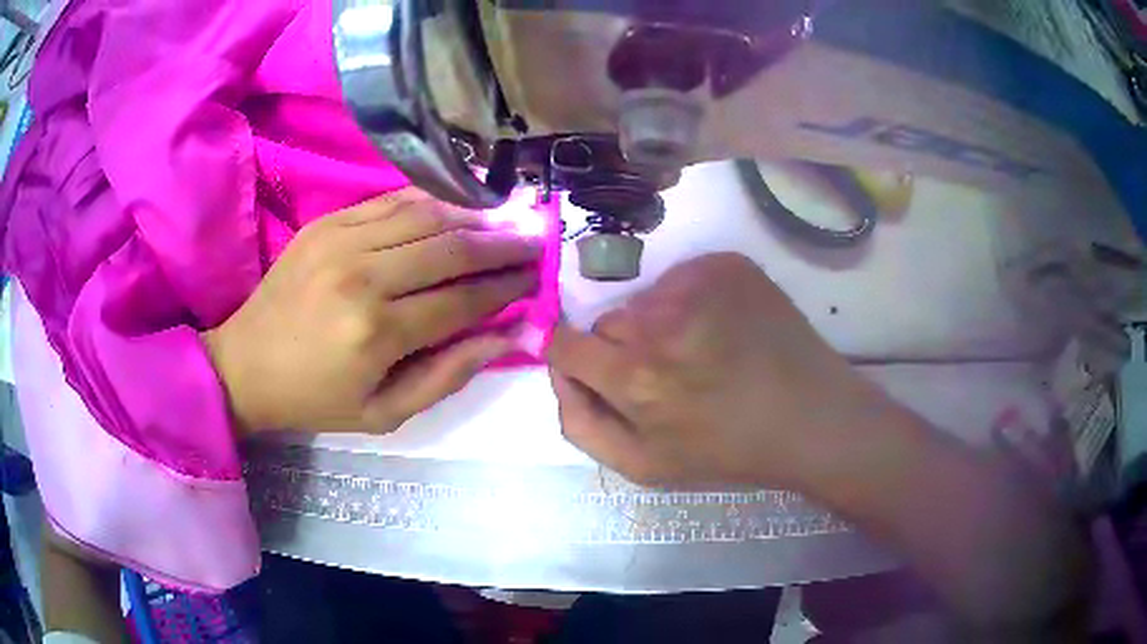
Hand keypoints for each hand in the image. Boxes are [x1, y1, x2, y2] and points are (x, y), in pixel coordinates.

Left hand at [203, 190, 540, 434]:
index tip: (537, 279)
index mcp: (377, 333)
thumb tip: (508, 335)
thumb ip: (449, 375)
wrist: (245, 363)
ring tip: (505, 223)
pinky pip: (392, 200)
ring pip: (427, 214)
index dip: (507, 287)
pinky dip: (432, 202)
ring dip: (474, 217)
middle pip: (452, 248)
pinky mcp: (327, 223)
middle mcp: (363, 276)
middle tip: (535, 242)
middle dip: (503, 244)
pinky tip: (456, 210)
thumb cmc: (316, 399)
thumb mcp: (385, 414)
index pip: (463, 299)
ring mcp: (341, 240)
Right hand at [547, 253, 898, 487]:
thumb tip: (555, 370)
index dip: (573, 355)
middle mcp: (659, 320)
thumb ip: (581, 424)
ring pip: (647, 299)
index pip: (563, 342)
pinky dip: (692, 301)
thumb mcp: (643, 466)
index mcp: (634, 376)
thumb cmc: (726, 451)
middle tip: (670, 376)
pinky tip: (724, 330)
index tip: (593, 367)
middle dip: (624, 348)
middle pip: (608, 322)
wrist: (809, 417)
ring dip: (661, 324)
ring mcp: (697, 284)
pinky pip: (682, 278)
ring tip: (704, 354)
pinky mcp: (726, 264)